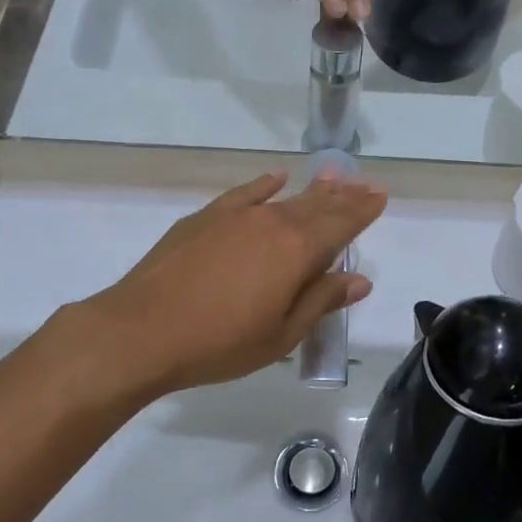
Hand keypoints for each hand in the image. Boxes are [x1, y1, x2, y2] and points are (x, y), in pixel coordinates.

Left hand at [91, 170, 385, 395]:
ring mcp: (236, 216)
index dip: (363, 211)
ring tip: (333, 178)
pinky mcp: (205, 218)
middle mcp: (272, 223)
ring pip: (285, 198)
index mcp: (297, 252)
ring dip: (312, 189)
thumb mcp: (282, 334)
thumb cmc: (220, 343)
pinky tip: (276, 178)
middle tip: (365, 185)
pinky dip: (264, 185)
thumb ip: (321, 300)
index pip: (341, 225)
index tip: (380, 197)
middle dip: (344, 197)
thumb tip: (359, 279)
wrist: (142, 331)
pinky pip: (245, 193)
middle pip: (317, 206)